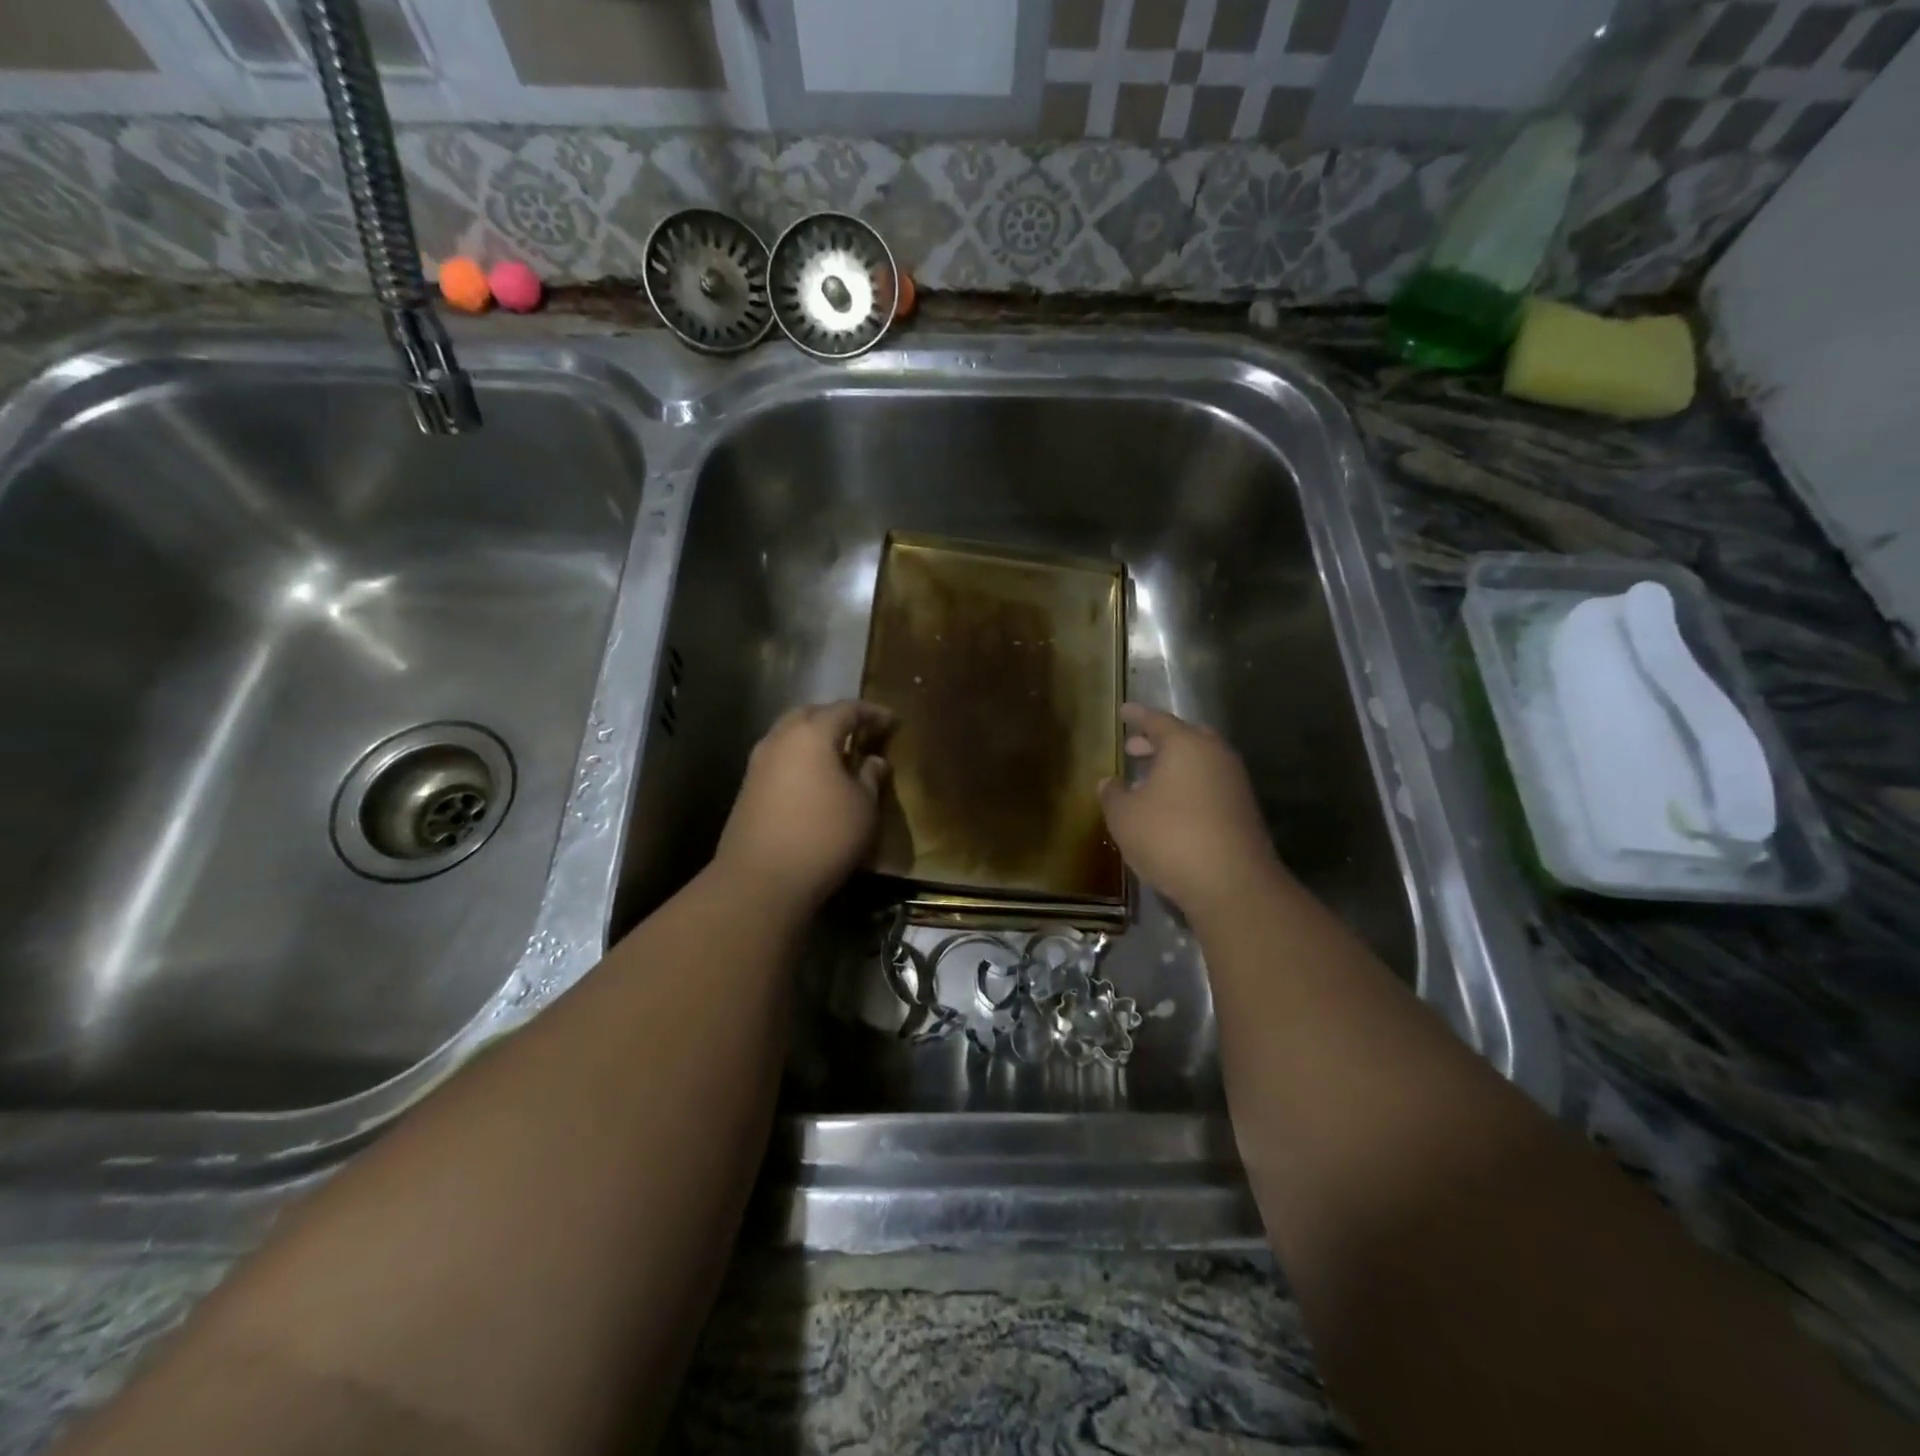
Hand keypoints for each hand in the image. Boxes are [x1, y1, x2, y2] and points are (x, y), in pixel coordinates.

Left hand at [713, 701, 892, 909]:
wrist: (761, 880)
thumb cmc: (824, 836)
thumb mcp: (863, 807)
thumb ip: (870, 777)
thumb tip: (873, 760)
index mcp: (812, 734)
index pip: (846, 709)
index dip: (871, 712)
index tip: (891, 721)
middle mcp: (780, 739)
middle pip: (810, 714)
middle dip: (836, 717)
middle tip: (860, 731)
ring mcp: (758, 763)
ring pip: (789, 734)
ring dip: (814, 737)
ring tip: (838, 754)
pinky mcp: (747, 787)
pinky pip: (779, 758)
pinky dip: (799, 758)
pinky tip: (814, 778)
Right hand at [1098, 704, 1282, 918]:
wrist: (1231, 883)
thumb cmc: (1169, 837)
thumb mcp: (1124, 816)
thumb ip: (1113, 794)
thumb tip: (1110, 782)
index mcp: (1186, 745)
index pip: (1157, 720)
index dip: (1137, 716)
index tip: (1123, 712)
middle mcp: (1215, 755)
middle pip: (1185, 738)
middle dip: (1158, 741)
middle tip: (1134, 748)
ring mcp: (1234, 782)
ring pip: (1200, 762)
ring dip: (1174, 766)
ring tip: (1148, 779)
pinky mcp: (1243, 810)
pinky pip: (1210, 785)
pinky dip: (1188, 786)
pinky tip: (1170, 806)